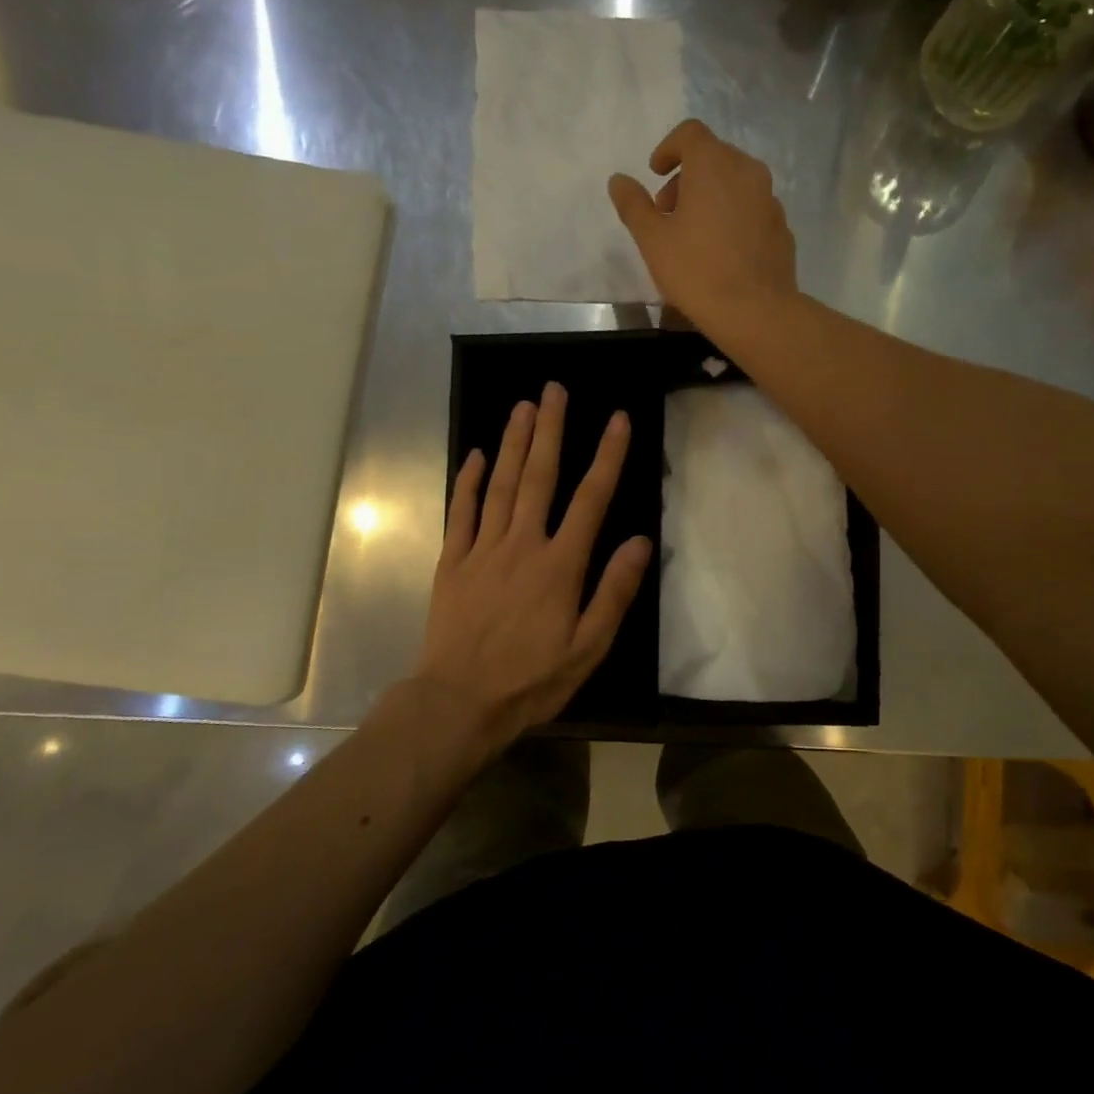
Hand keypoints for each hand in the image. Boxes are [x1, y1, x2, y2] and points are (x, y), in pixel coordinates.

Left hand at [415, 381, 651, 747]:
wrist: (459, 703)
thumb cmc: (532, 680)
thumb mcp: (588, 648)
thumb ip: (615, 591)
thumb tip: (641, 541)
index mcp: (560, 565)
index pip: (590, 498)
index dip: (607, 456)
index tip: (616, 419)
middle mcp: (522, 544)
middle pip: (538, 476)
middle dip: (550, 430)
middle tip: (554, 390)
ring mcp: (482, 550)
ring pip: (499, 485)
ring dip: (512, 443)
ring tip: (522, 406)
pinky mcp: (453, 562)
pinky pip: (461, 513)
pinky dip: (468, 481)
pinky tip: (474, 455)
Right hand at [607, 118, 798, 333]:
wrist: (755, 311)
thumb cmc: (696, 271)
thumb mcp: (653, 240)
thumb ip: (633, 205)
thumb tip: (618, 180)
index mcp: (713, 164)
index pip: (690, 133)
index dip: (669, 148)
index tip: (655, 174)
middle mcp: (747, 171)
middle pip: (714, 157)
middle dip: (687, 177)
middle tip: (669, 212)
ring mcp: (770, 199)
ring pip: (736, 184)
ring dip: (712, 197)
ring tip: (695, 235)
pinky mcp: (782, 227)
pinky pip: (752, 210)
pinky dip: (734, 218)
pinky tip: (723, 252)